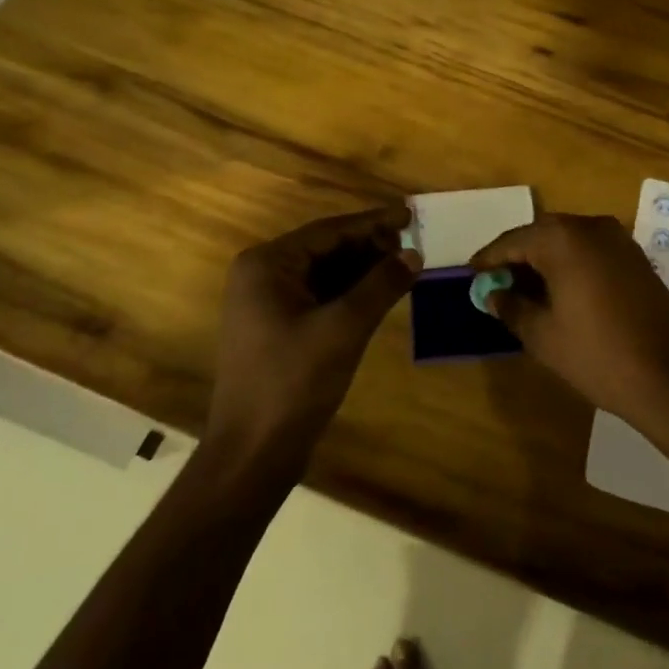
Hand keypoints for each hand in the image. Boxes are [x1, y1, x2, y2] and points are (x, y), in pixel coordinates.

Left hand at [206, 207, 419, 471]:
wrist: (253, 453)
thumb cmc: (293, 382)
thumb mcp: (343, 328)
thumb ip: (381, 285)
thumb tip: (415, 253)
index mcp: (267, 265)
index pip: (329, 230)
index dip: (373, 223)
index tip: (410, 215)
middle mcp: (263, 275)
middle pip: (327, 248)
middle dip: (370, 247)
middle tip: (413, 245)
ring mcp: (269, 304)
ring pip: (326, 273)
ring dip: (364, 269)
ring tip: (406, 265)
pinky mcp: (280, 328)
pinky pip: (322, 297)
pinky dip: (352, 293)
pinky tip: (383, 293)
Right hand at [470, 213, 668, 421]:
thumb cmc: (598, 355)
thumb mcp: (543, 335)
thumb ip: (512, 307)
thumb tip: (493, 294)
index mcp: (564, 239)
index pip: (514, 240)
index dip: (489, 258)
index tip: (472, 273)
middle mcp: (592, 227)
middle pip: (542, 234)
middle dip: (518, 256)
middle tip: (497, 283)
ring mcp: (619, 240)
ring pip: (569, 240)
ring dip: (545, 259)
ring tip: (525, 290)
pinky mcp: (637, 258)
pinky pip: (592, 251)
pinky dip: (571, 264)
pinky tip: (561, 291)